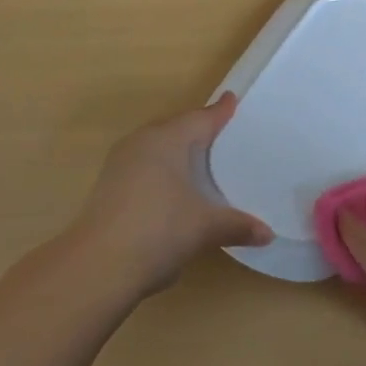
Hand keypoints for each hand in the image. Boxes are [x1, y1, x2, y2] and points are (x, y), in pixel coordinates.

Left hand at [69, 95, 272, 298]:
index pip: (200, 119)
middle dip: (197, 130)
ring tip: (200, 160)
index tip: (232, 99)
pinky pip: (144, 168)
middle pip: (175, 129)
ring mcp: (120, 165)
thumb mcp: (205, 228)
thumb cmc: (158, 230)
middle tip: (221, 132)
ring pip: (157, 149)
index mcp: (166, 140)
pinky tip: (174, 190)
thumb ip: (237, 225)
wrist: (98, 266)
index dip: (219, 112)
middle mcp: (141, 144)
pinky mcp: (109, 188)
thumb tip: (268, 234)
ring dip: (177, 153)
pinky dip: (163, 172)